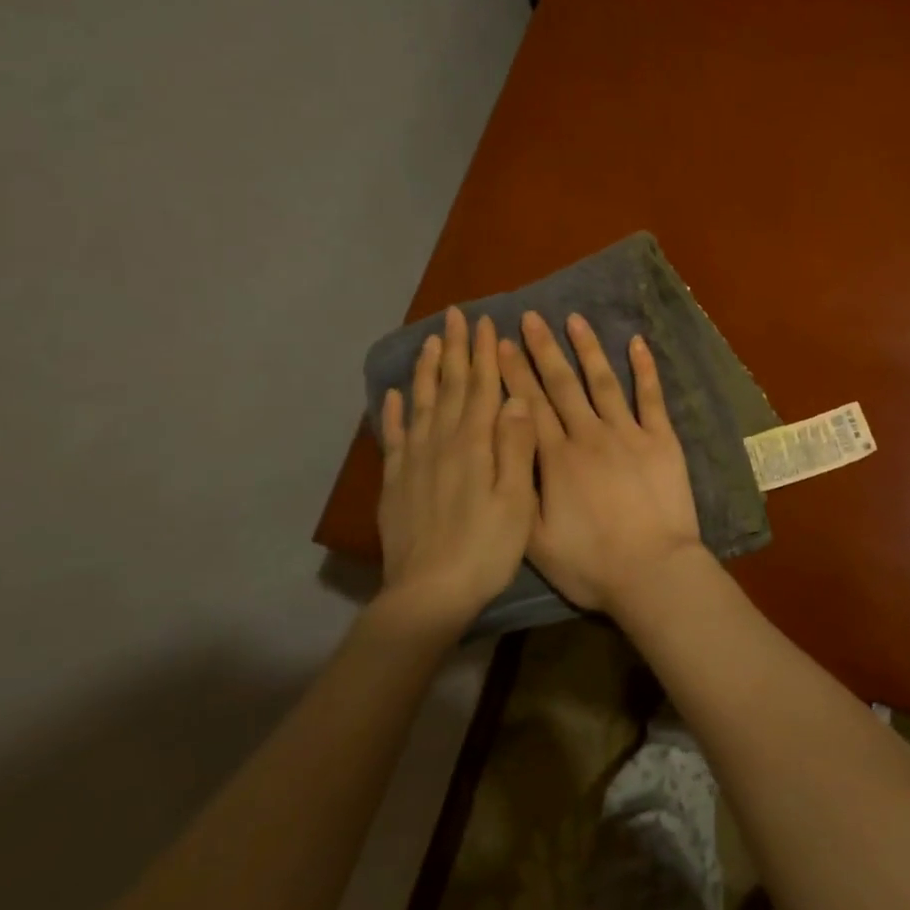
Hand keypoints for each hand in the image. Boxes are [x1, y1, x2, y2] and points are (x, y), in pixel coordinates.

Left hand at [375, 306, 537, 630]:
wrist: (429, 594)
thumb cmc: (486, 547)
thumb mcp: (517, 499)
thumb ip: (516, 446)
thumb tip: (517, 396)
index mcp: (473, 444)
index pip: (480, 387)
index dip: (483, 353)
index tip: (486, 322)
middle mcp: (441, 443)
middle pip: (449, 387)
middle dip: (455, 349)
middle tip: (455, 315)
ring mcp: (413, 462)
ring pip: (420, 404)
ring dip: (426, 371)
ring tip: (429, 342)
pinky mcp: (395, 483)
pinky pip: (394, 437)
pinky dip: (393, 413)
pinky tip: (392, 395)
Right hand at [499, 311, 706, 613]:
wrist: (652, 571)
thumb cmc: (591, 564)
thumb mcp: (535, 540)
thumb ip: (518, 491)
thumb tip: (504, 448)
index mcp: (556, 459)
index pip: (528, 406)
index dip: (512, 373)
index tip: (499, 343)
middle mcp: (589, 435)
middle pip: (562, 385)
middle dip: (542, 349)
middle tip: (530, 317)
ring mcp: (628, 433)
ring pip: (603, 381)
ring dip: (588, 348)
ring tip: (575, 319)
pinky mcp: (661, 439)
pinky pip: (651, 396)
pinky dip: (645, 368)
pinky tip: (636, 342)